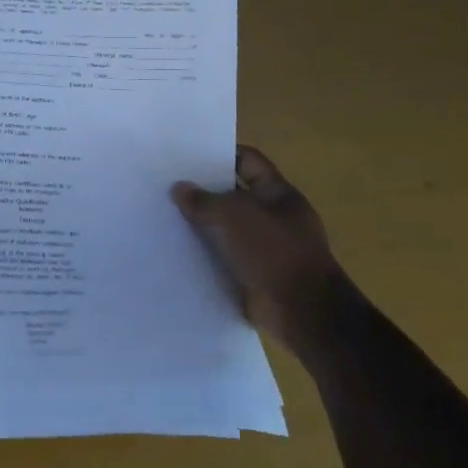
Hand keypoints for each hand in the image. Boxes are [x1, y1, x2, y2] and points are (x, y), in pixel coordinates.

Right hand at [172, 146, 347, 357]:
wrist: (303, 312)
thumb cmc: (274, 251)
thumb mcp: (235, 215)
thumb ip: (204, 200)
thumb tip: (179, 189)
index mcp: (278, 193)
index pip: (247, 160)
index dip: (220, 155)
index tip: (186, 157)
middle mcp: (273, 217)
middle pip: (234, 195)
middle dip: (204, 192)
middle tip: (167, 188)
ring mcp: (265, 248)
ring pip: (226, 229)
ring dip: (202, 227)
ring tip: (165, 219)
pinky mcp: (254, 276)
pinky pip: (225, 259)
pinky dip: (205, 256)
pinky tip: (177, 252)